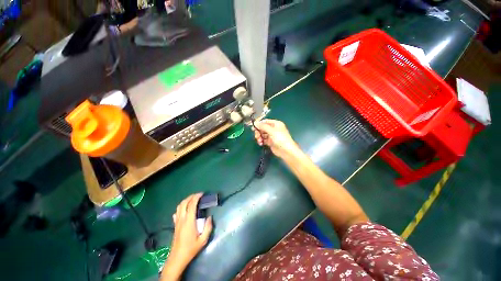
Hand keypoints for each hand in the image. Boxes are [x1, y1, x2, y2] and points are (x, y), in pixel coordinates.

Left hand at [162, 193, 212, 279]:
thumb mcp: (203, 240)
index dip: (196, 197)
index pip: (192, 205)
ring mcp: (177, 222)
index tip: (202, 194)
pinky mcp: (175, 225)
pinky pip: (177, 212)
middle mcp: (182, 219)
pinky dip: (181, 207)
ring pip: (179, 206)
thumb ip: (208, 227)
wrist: (177, 258)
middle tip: (198, 195)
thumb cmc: (191, 248)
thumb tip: (210, 217)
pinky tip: (185, 208)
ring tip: (193, 199)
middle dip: (191, 196)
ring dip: (186, 200)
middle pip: (184, 203)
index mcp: (189, 221)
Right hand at [253, 119, 299, 158]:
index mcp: (275, 124)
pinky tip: (261, 143)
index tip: (253, 127)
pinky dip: (261, 141)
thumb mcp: (271, 131)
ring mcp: (272, 136)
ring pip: (262, 134)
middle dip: (258, 132)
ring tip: (259, 141)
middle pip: (263, 128)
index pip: (265, 122)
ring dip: (259, 137)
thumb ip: (263, 126)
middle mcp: (273, 129)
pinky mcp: (270, 142)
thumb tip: (255, 123)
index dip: (259, 124)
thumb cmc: (280, 138)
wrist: (286, 151)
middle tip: (257, 136)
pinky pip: (263, 140)